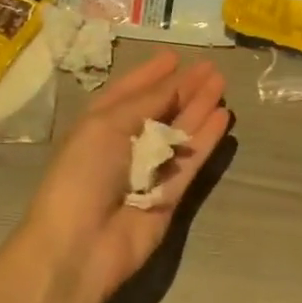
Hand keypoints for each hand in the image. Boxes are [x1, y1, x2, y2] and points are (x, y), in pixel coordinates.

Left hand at [23, 52, 230, 302]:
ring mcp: (148, 170)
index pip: (129, 91)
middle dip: (183, 87)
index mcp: (100, 123)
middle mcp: (124, 143)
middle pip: (160, 109)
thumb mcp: (108, 124)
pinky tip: (222, 117)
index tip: (175, 56)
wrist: (79, 246)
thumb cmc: (83, 174)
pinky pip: (191, 161)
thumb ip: (148, 101)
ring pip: (180, 132)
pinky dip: (206, 139)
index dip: (151, 73)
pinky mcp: (169, 196)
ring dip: (199, 107)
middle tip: (211, 67)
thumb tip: (178, 78)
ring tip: (222, 84)